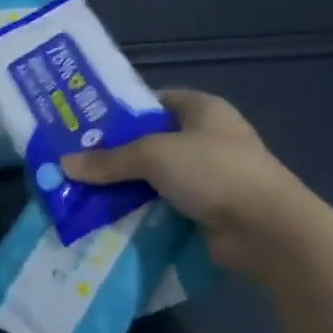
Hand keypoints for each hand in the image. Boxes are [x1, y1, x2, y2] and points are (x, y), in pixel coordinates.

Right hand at [62, 89, 320, 273]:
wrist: (268, 231)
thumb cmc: (213, 171)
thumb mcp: (153, 156)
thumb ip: (109, 160)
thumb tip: (64, 164)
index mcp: (203, 109)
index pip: (154, 101)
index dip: (121, 111)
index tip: (85, 125)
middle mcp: (208, 138)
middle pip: (151, 141)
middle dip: (117, 153)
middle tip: (77, 162)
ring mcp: (211, 176)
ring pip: (157, 177)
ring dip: (128, 186)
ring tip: (85, 191)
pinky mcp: (210, 211)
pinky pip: (166, 206)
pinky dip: (143, 211)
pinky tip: (111, 217)